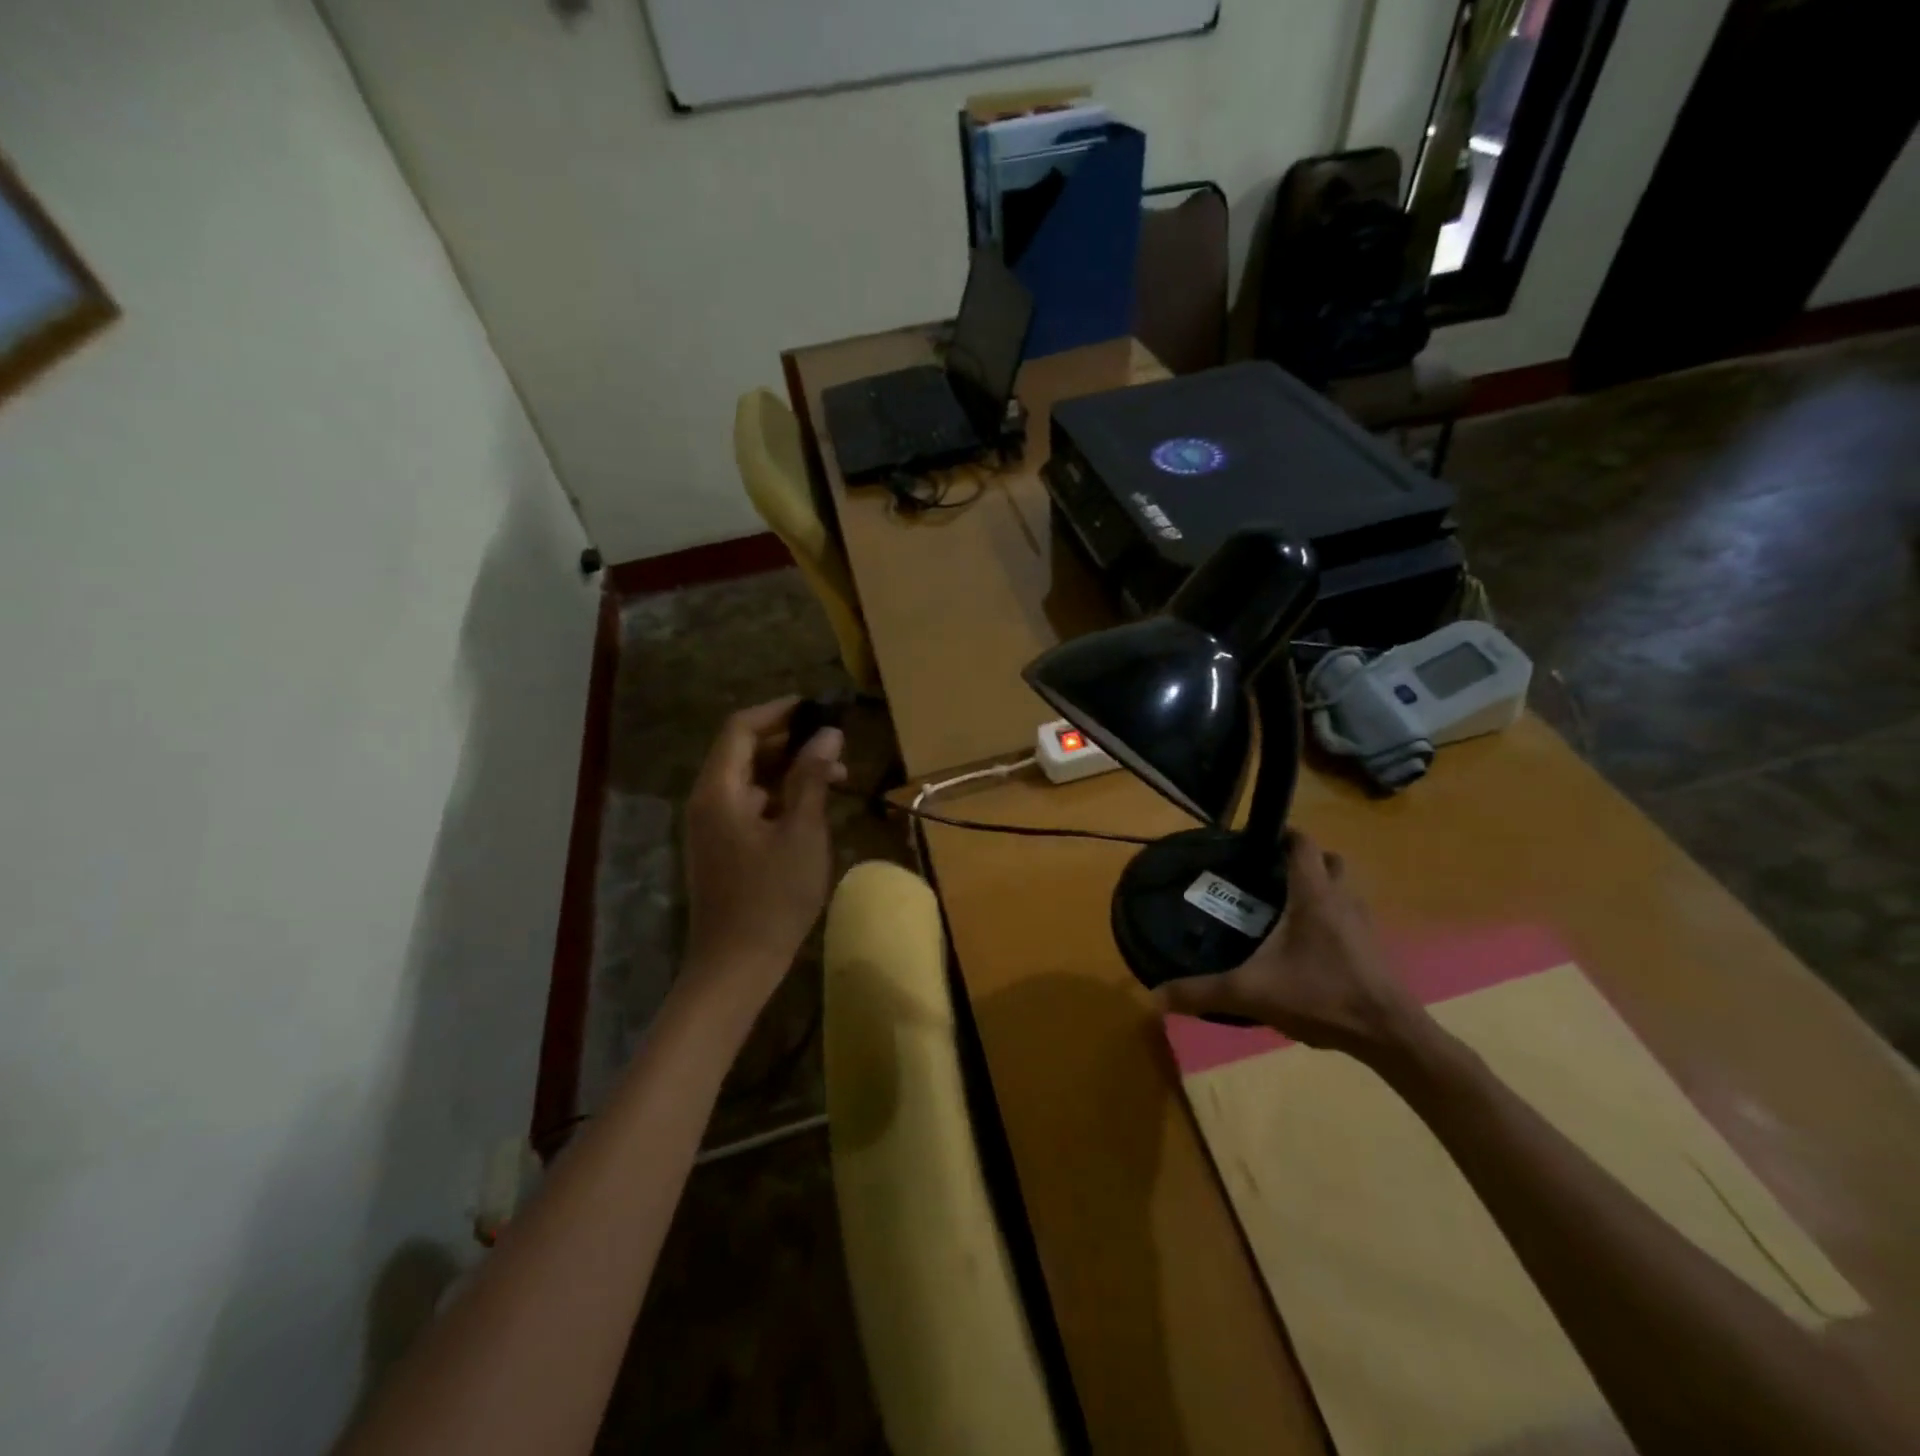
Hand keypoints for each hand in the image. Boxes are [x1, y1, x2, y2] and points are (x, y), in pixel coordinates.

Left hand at [682, 697, 847, 1014]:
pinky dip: (780, 795)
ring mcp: (712, 825)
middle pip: (743, 751)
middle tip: (834, 742)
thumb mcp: (802, 833)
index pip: (741, 728)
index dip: (778, 711)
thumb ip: (811, 778)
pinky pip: (750, 804)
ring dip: (789, 769)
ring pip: (750, 778)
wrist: (736, 964)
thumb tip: (828, 733)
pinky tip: (813, 806)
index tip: (815, 705)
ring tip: (835, 775)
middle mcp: (708, 800)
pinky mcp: (722, 846)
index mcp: (719, 791)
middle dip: (789, 740)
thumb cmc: (773, 897)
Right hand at [1156, 832, 1432, 1064]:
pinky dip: (1332, 919)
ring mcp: (1363, 924)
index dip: (1281, 836)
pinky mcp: (1374, 949)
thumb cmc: (1322, 996)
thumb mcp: (1252, 993)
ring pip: (1343, 889)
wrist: (1389, 1035)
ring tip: (1285, 909)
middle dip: (1303, 861)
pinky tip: (1308, 946)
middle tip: (1269, 876)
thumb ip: (1202, 992)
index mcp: (1313, 895)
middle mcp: (1342, 899)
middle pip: (1328, 861)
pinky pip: (1350, 917)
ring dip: (1320, 889)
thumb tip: (1154, 996)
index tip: (1254, 843)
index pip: (1302, 844)